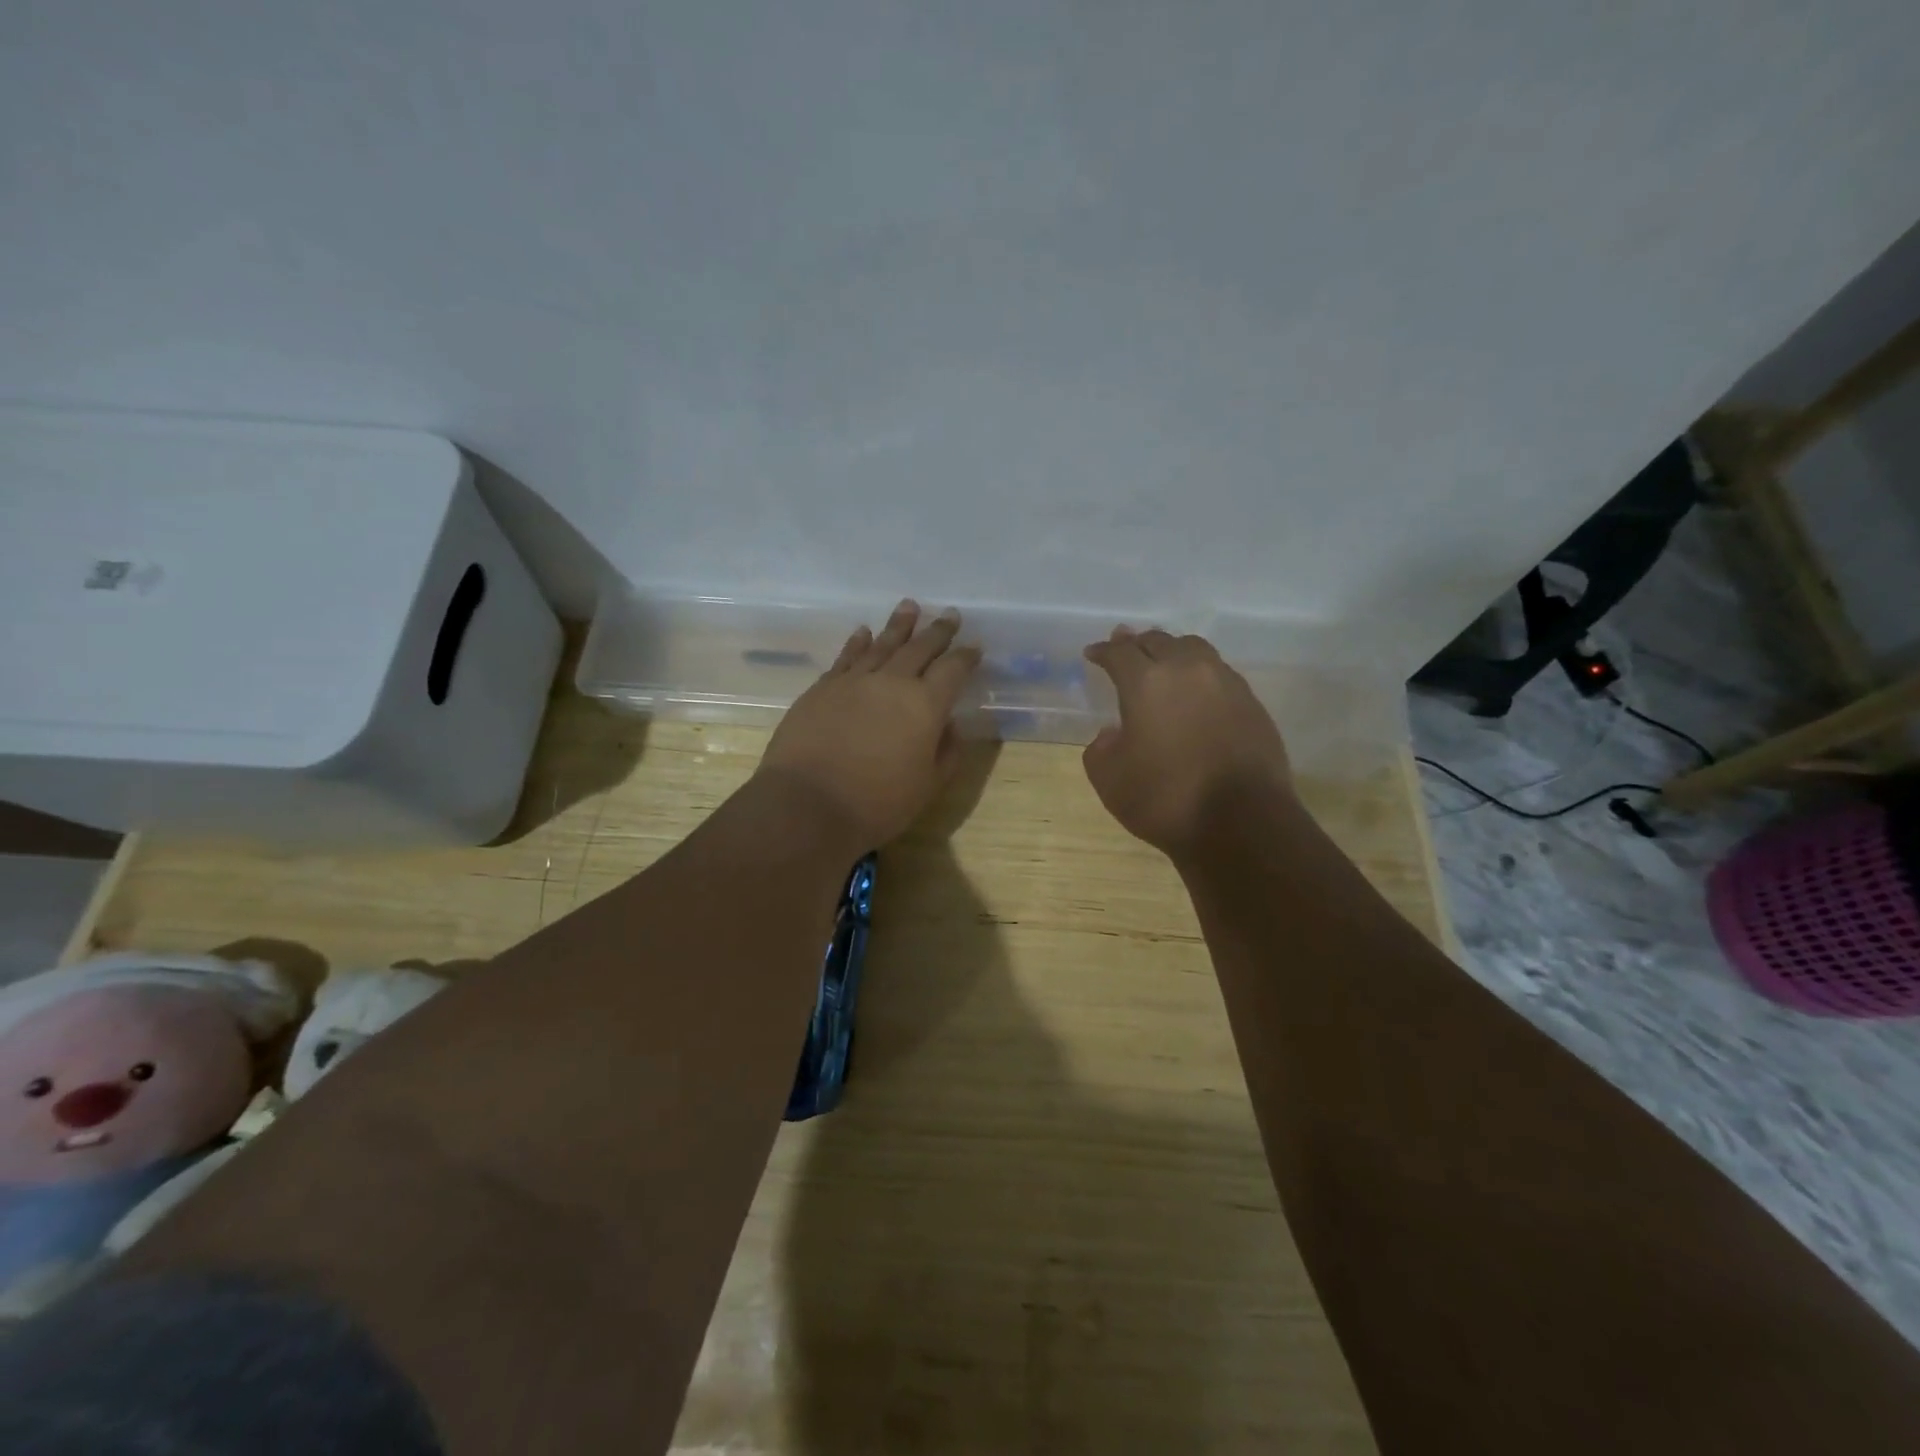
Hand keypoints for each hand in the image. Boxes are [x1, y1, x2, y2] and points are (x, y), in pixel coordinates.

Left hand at [758, 600, 980, 849]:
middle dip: (938, 631)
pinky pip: (846, 657)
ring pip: (882, 644)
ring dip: (898, 625)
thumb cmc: (877, 804)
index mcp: (925, 705)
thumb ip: (946, 752)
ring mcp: (854, 681)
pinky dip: (858, 642)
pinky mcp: (822, 688)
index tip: (975, 646)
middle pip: (920, 648)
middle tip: (950, 614)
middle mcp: (892, 683)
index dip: (966, 657)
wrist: (807, 804)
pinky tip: (863, 632)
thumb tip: (949, 724)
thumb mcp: (928, 787)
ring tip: (910, 606)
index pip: (953, 670)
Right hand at [1082, 627, 1292, 858]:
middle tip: (1125, 648)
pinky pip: (1219, 673)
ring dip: (1172, 651)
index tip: (1093, 653)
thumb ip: (1101, 748)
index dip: (1102, 651)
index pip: (1119, 653)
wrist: (1242, 822)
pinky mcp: (1252, 702)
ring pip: (1194, 649)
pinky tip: (1196, 693)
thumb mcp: (1110, 780)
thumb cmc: (1166, 799)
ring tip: (1164, 662)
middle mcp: (1187, 670)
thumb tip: (1114, 733)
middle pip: (1158, 641)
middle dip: (1137, 644)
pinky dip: (1200, 674)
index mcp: (1146, 682)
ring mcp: (1225, 683)